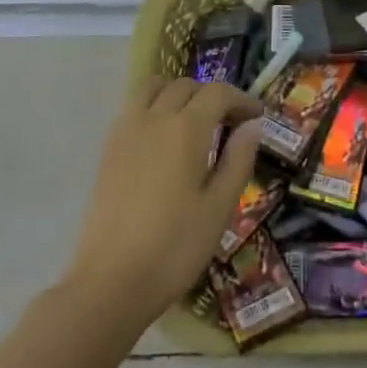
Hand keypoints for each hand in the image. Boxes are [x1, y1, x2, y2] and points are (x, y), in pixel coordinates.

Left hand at [62, 77, 262, 329]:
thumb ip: (238, 160)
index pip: (218, 93)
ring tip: (194, 120)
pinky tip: (163, 138)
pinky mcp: (108, 149)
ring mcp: (126, 131)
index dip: (242, 99)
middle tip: (231, 123)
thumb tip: (252, 126)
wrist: (111, 281)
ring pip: (154, 88)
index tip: (257, 117)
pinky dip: (153, 106)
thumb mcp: (219, 207)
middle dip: (212, 96)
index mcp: (186, 129)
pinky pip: (133, 107)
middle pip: (186, 86)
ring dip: (178, 93)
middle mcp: (154, 118)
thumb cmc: (175, 247)